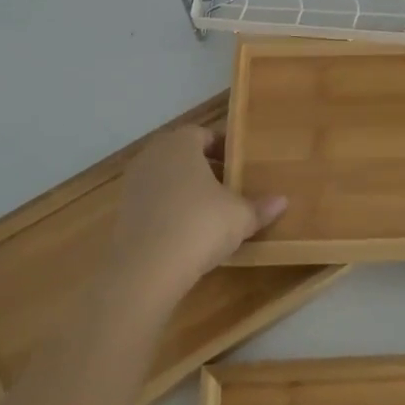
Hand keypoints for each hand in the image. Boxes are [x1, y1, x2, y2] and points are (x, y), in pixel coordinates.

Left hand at [105, 128, 285, 307]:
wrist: (146, 270)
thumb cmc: (199, 226)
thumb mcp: (240, 217)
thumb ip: (260, 207)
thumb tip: (282, 201)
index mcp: (181, 143)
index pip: (204, 134)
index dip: (224, 149)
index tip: (239, 167)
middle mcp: (153, 155)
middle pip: (183, 155)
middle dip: (204, 168)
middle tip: (227, 188)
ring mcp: (133, 184)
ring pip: (166, 178)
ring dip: (185, 190)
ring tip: (208, 213)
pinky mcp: (122, 213)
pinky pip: (153, 203)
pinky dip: (168, 211)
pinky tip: (185, 233)